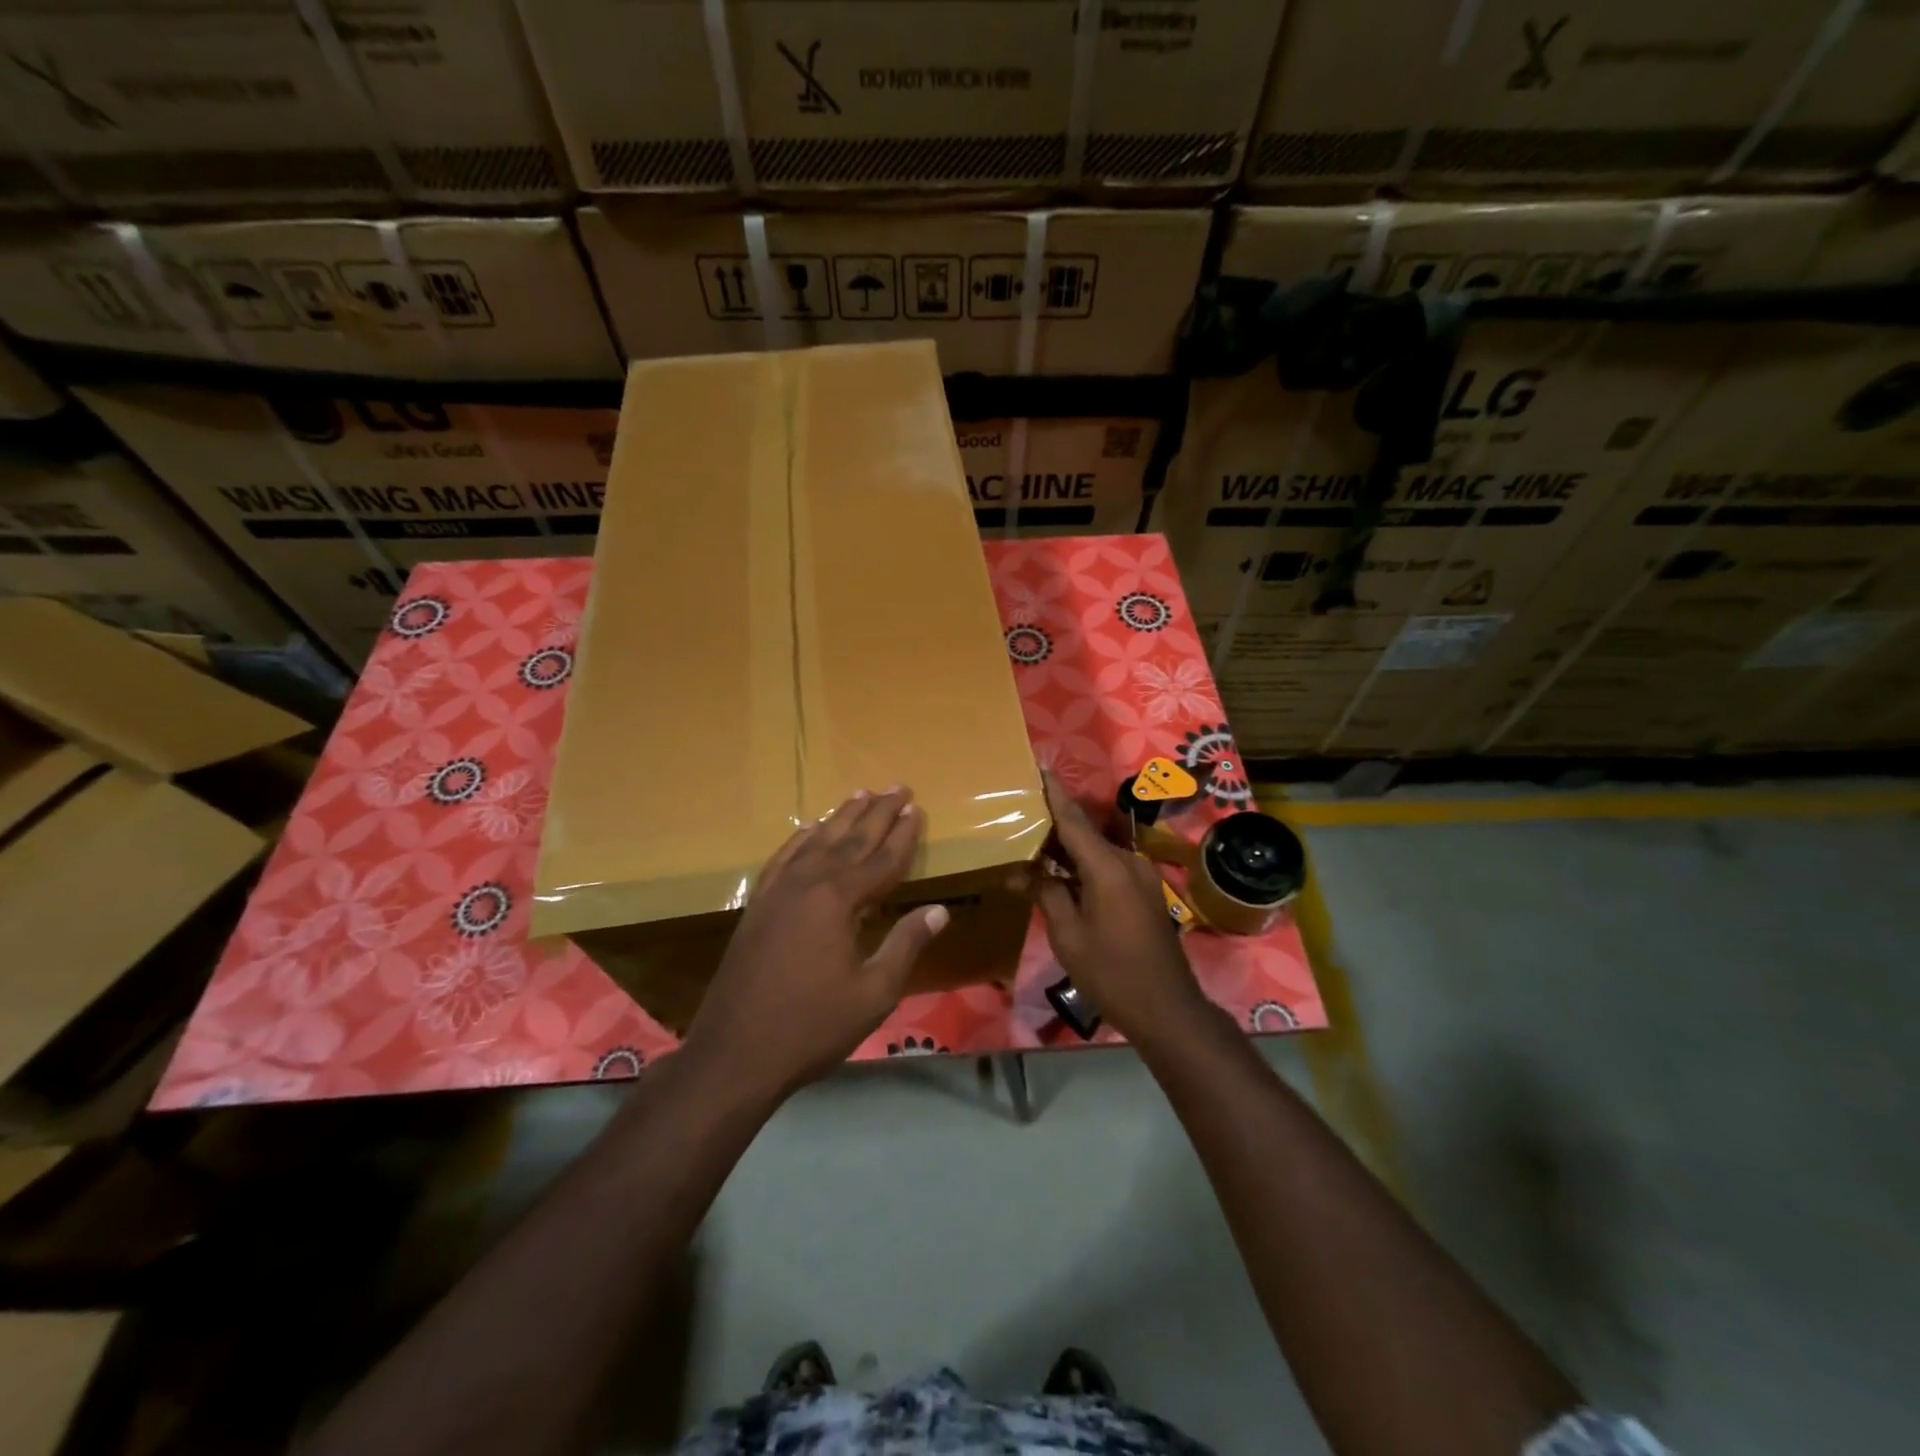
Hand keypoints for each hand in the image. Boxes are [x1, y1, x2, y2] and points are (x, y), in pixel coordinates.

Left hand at [685, 786, 947, 1096]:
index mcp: (838, 900)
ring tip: (860, 794)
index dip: (903, 835)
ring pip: (816, 842)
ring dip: (841, 817)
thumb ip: (905, 945)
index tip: (917, 809)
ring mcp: (777, 892)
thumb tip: (940, 910)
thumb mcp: (873, 993)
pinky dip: (800, 840)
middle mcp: (807, 884)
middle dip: (877, 813)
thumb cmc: (812, 1027)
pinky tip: (808, 830)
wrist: (735, 1053)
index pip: (881, 859)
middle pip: (850, 839)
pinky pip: (783, 858)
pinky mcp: (758, 905)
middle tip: (897, 787)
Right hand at [1034, 771, 1206, 1042]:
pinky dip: (1084, 865)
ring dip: (1068, 848)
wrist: (1166, 1008)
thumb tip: (1025, 871)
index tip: (1039, 768)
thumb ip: (1047, 894)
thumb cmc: (1111, 973)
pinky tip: (1060, 873)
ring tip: (1033, 844)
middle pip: (1086, 832)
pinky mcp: (1144, 892)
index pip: (1074, 820)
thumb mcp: (1068, 935)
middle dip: (1054, 823)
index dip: (1054, 793)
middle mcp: (1128, 862)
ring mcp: (1140, 876)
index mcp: (1108, 867)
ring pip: (1097, 850)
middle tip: (1021, 815)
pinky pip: (1108, 866)